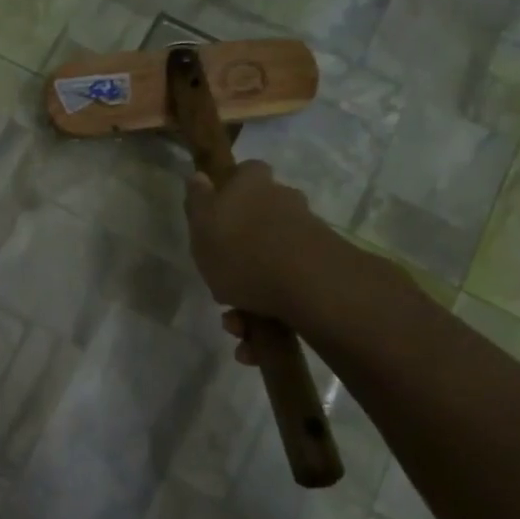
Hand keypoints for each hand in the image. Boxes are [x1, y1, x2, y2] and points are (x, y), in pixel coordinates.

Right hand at [184, 158, 386, 341]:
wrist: (310, 285)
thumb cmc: (242, 252)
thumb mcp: (202, 227)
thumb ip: (198, 201)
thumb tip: (200, 175)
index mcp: (253, 185)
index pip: (244, 174)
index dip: (230, 193)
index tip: (217, 219)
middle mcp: (284, 202)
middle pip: (256, 223)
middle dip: (237, 260)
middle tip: (220, 291)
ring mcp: (307, 234)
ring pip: (269, 264)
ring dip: (250, 299)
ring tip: (237, 328)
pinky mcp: (322, 267)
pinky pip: (287, 289)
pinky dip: (270, 315)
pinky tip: (256, 344)